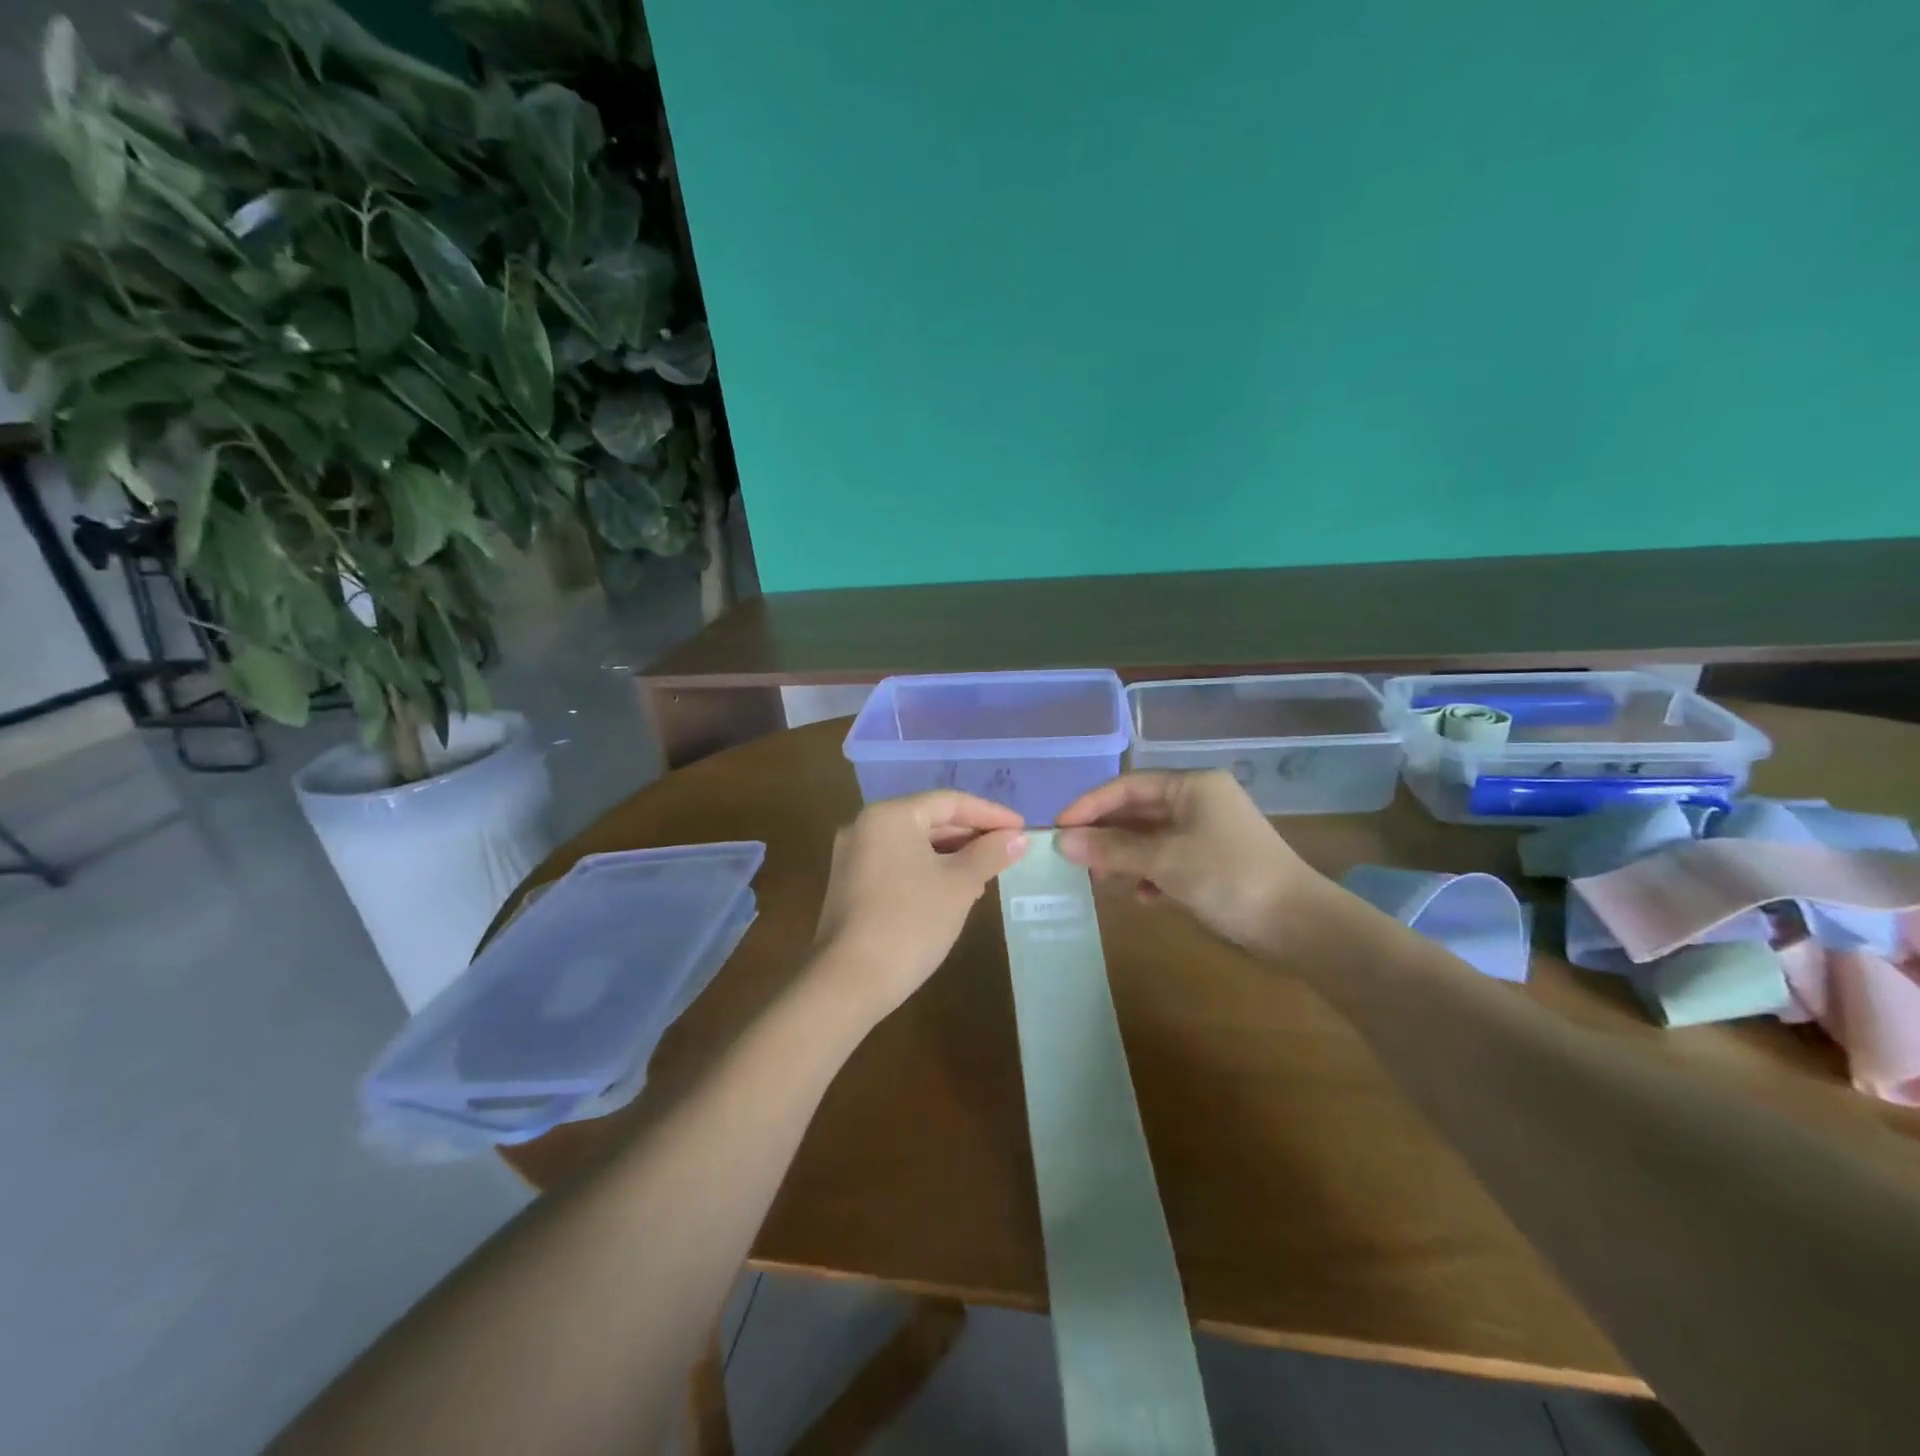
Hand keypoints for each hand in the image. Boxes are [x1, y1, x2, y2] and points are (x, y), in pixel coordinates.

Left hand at [811, 791, 1028, 1020]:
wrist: (848, 982)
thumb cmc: (910, 922)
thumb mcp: (959, 885)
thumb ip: (990, 854)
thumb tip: (1017, 838)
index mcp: (890, 815)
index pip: (950, 802)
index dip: (990, 813)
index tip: (1022, 828)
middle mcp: (866, 826)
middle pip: (929, 819)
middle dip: (971, 834)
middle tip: (1008, 850)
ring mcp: (854, 856)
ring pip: (914, 844)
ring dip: (952, 854)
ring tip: (987, 873)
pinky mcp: (851, 885)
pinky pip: (898, 863)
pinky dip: (928, 870)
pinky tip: (953, 891)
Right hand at [1055, 770, 1321, 951]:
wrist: (1300, 925)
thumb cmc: (1229, 878)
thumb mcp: (1165, 861)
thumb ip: (1112, 849)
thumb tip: (1061, 841)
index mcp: (1192, 786)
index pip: (1127, 786)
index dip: (1089, 806)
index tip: (1058, 829)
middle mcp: (1200, 801)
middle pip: (1138, 811)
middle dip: (1106, 834)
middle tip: (1075, 858)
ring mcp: (1210, 832)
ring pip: (1152, 837)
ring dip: (1125, 857)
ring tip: (1102, 880)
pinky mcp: (1216, 862)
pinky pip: (1170, 859)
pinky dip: (1151, 874)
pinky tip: (1143, 897)